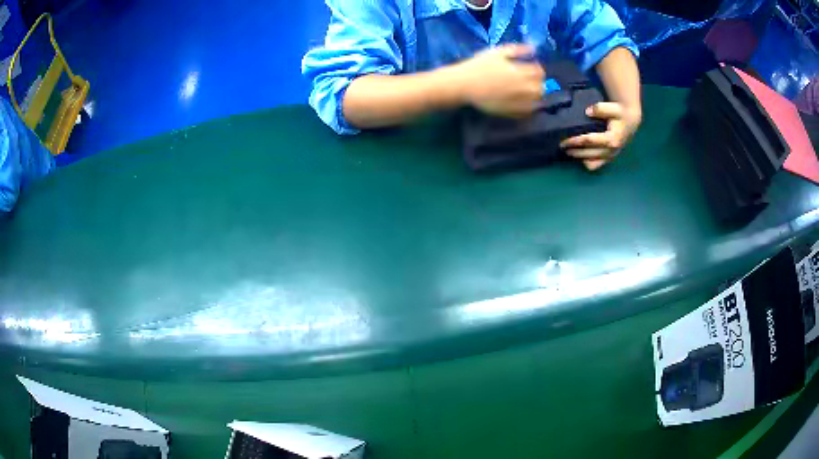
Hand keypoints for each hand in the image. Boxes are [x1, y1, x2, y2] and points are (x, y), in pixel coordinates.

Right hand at [456, 44, 544, 117]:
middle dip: (538, 82)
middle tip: (529, 79)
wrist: (464, 85)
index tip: (531, 66)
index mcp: (520, 73)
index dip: (537, 68)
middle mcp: (523, 89)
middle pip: (540, 88)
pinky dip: (528, 107)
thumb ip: (517, 50)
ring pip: (536, 101)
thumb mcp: (497, 52)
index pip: (540, 72)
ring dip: (535, 95)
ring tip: (526, 91)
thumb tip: (533, 48)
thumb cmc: (479, 66)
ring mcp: (518, 102)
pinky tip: (522, 102)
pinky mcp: (511, 112)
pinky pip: (527, 112)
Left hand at [560, 102, 641, 170]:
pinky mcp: (609, 158)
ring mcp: (610, 156)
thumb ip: (601, 109)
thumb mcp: (613, 107)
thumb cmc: (620, 113)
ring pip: (592, 162)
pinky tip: (580, 157)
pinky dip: (587, 162)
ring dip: (580, 157)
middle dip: (575, 150)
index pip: (590, 141)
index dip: (576, 141)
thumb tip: (588, 111)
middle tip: (562, 146)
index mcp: (612, 139)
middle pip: (589, 153)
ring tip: (568, 152)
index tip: (564, 140)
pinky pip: (597, 165)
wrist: (630, 121)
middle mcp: (611, 151)